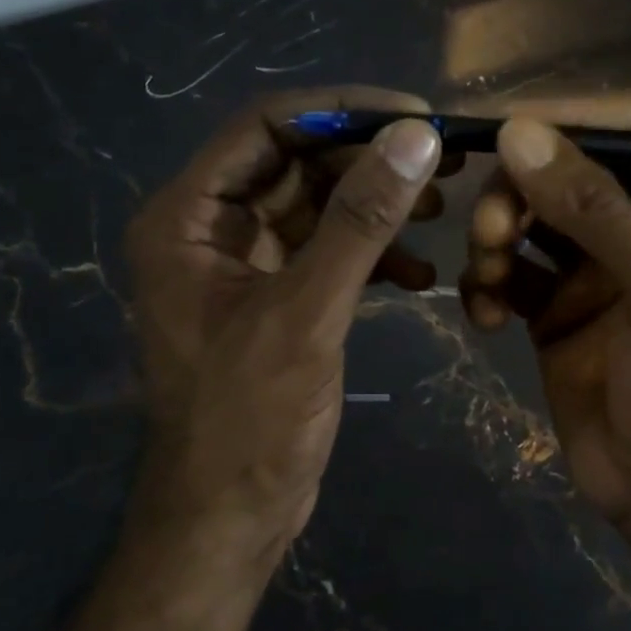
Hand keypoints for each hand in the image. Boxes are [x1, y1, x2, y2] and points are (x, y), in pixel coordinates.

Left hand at [124, 88, 445, 570]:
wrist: (228, 518)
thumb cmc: (249, 420)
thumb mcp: (306, 313)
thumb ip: (359, 222)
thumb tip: (416, 137)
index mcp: (188, 218)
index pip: (264, 128)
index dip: (340, 112)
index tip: (414, 115)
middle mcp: (209, 230)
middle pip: (295, 164)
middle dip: (368, 162)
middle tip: (442, 163)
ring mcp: (244, 266)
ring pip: (317, 208)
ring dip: (376, 208)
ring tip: (440, 214)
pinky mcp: (276, 299)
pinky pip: (326, 254)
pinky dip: (371, 257)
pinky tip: (419, 278)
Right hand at [460, 102, 630, 537]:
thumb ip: (597, 210)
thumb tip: (518, 133)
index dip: (569, 118)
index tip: (506, 130)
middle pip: (563, 169)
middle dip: (518, 191)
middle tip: (490, 230)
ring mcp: (593, 267)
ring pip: (527, 217)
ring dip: (494, 237)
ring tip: (488, 279)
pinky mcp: (552, 307)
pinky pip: (507, 272)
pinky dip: (487, 285)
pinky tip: (485, 317)